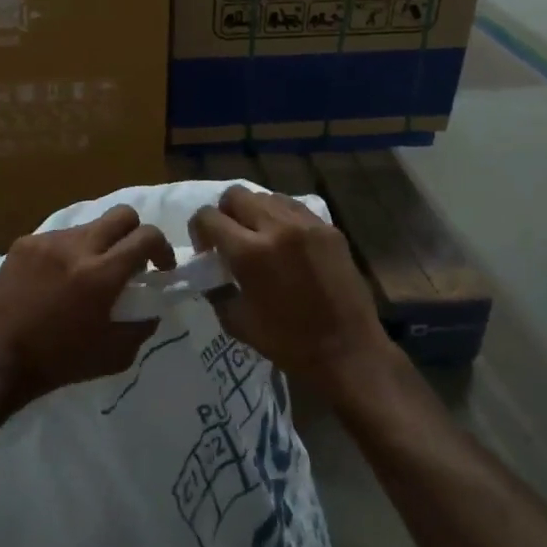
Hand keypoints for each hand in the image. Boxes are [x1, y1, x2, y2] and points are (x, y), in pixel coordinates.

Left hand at [0, 206, 175, 413]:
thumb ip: (142, 326)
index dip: (163, 248)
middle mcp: (77, 247)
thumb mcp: (114, 355)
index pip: (147, 236)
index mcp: (102, 274)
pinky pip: (58, 238)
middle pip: (122, 214)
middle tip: (130, 261)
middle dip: (135, 233)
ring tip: (87, 275)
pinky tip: (56, 280)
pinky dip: (68, 253)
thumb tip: (153, 306)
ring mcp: (47, 242)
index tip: (160, 268)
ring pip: (88, 226)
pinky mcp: (23, 244)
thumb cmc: (58, 363)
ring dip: (99, 245)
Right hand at [190, 185, 393, 392]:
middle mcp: (276, 227)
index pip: (208, 217)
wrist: (347, 350)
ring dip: (254, 213)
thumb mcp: (236, 322)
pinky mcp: (328, 228)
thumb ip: (216, 289)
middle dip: (225, 214)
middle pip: (235, 195)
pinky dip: (281, 217)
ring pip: (266, 197)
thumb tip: (208, 271)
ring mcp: (306, 224)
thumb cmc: (287, 343)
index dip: (199, 231)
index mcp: (249, 252)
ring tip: (260, 239)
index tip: (207, 251)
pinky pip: (294, 207)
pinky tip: (285, 242)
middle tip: (230, 240)